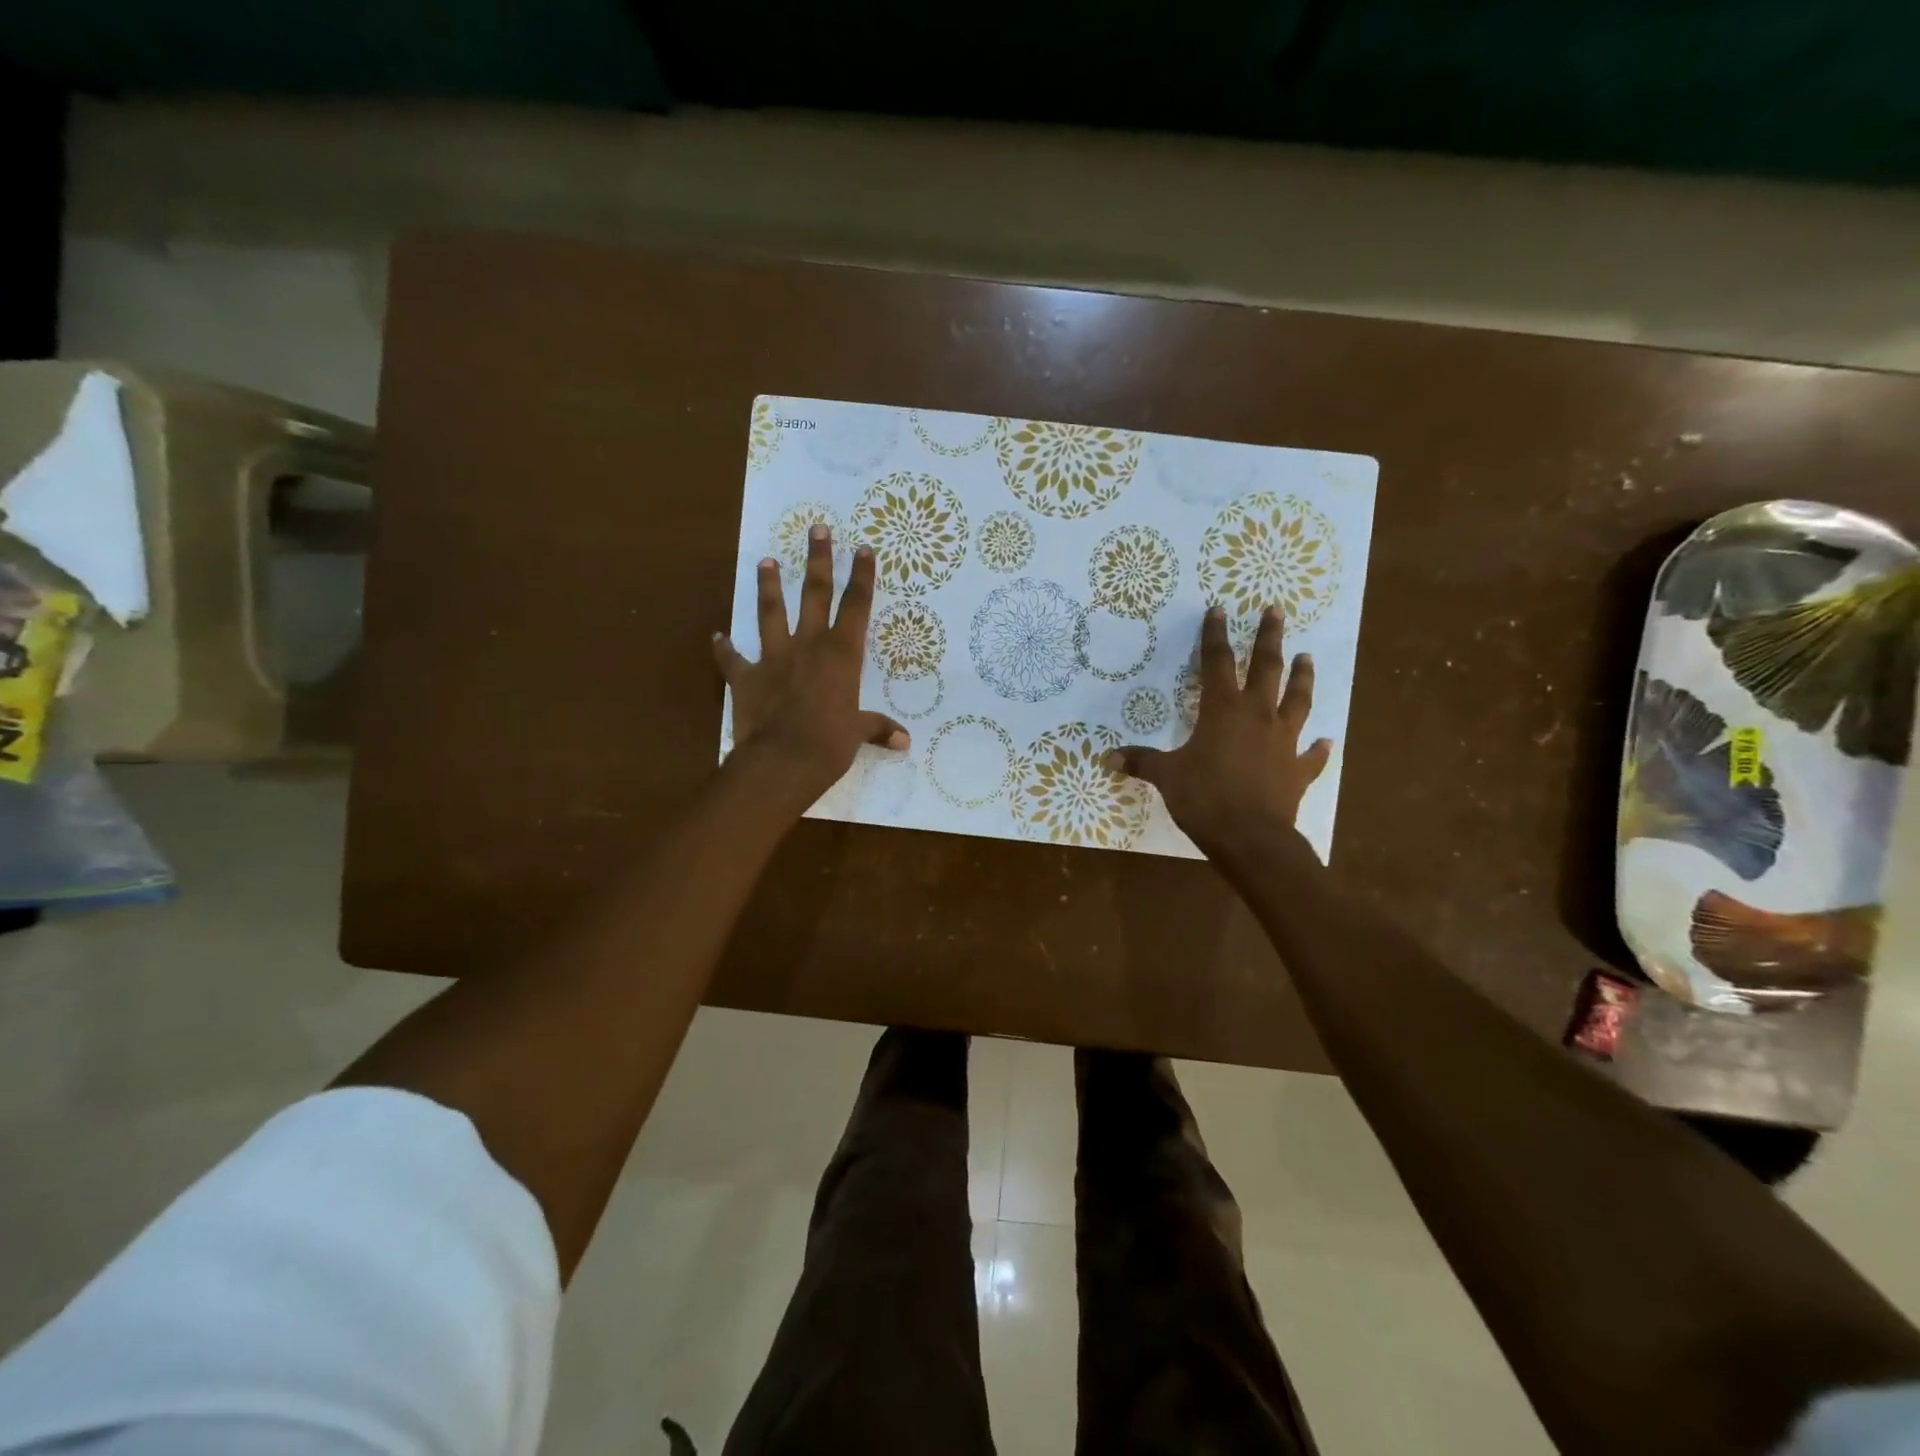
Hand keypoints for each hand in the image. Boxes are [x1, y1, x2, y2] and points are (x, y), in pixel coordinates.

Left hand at [714, 525, 908, 806]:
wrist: (782, 761)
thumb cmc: (829, 744)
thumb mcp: (858, 733)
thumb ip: (878, 729)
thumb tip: (905, 742)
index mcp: (841, 655)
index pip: (856, 607)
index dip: (861, 577)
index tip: (862, 548)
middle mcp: (808, 646)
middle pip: (814, 594)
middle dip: (818, 560)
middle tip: (816, 528)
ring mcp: (774, 658)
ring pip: (771, 613)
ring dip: (769, 587)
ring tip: (766, 561)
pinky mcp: (746, 677)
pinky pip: (731, 659)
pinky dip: (723, 648)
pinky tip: (716, 636)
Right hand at [1108, 606, 1331, 856]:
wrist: (1251, 838)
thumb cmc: (1205, 798)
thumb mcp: (1167, 777)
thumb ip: (1142, 761)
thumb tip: (1109, 757)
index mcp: (1223, 710)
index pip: (1217, 663)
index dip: (1215, 636)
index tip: (1219, 611)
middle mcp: (1258, 716)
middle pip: (1266, 668)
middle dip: (1269, 638)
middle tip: (1276, 612)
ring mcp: (1284, 741)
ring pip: (1298, 700)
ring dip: (1303, 678)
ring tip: (1307, 658)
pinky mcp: (1298, 770)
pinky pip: (1312, 755)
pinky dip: (1319, 748)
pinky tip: (1326, 741)